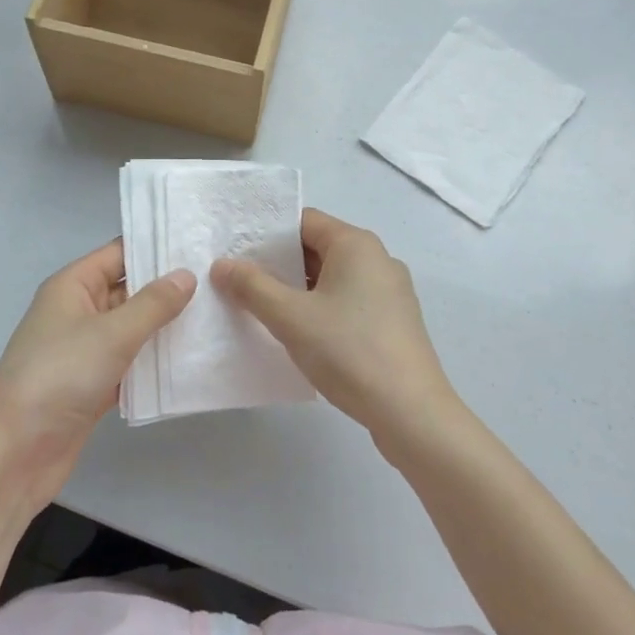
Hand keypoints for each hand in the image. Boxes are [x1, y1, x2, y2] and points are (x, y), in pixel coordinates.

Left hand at [0, 240, 193, 513]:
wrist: (15, 454)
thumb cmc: (59, 377)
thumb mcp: (111, 333)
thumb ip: (154, 304)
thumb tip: (187, 274)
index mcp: (73, 286)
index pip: (120, 253)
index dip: (156, 247)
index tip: (200, 244)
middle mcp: (78, 311)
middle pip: (129, 290)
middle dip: (169, 288)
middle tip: (219, 281)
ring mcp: (85, 350)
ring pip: (133, 328)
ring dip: (166, 327)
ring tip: (216, 316)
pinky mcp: (93, 385)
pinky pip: (130, 363)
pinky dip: (154, 363)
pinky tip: (192, 361)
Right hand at [212, 209, 459, 448]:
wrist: (411, 413)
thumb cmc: (349, 351)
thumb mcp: (290, 317)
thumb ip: (252, 286)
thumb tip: (222, 265)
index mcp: (356, 244)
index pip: (303, 221)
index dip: (267, 233)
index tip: (235, 251)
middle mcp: (377, 258)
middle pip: (318, 248)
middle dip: (279, 264)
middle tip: (240, 281)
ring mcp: (390, 291)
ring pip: (333, 278)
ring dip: (298, 290)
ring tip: (262, 308)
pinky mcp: (394, 322)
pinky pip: (349, 301)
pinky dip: (321, 308)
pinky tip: (300, 334)